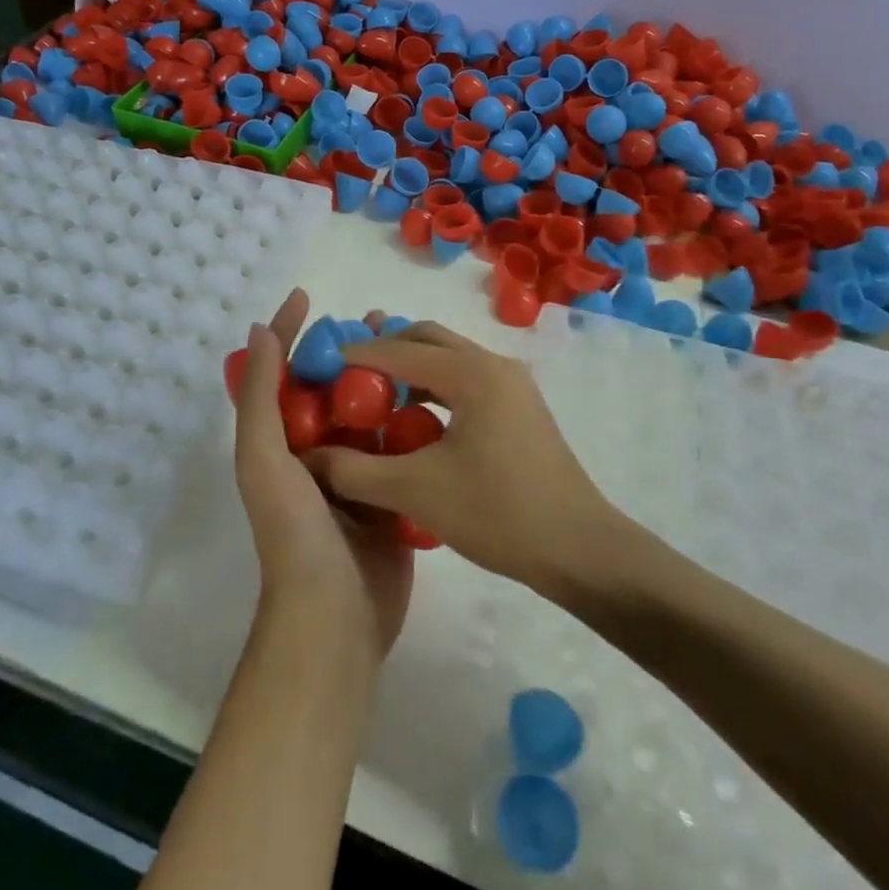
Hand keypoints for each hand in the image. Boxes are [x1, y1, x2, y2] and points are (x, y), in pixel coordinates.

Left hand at [233, 290, 412, 661]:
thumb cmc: (294, 533)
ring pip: (369, 414)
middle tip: (378, 321)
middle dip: (347, 352)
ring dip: (385, 383)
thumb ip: (260, 397)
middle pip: (329, 388)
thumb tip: (259, 331)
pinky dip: (412, 422)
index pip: (280, 373)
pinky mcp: (390, 496)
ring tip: (413, 350)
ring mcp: (354, 475)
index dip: (289, 333)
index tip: (309, 297)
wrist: (336, 619)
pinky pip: (400, 448)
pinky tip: (437, 398)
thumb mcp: (263, 460)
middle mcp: (313, 453)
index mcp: (278, 442)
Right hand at [304, 322, 616, 594]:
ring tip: (370, 392)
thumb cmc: (499, 514)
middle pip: (425, 338)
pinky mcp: (519, 408)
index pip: (397, 350)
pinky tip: (411, 419)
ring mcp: (511, 385)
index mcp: (471, 373)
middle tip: (343, 372)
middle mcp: (493, 365)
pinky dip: (432, 388)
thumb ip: (355, 471)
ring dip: (408, 367)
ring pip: (447, 358)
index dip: (353, 355)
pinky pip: (464, 380)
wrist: (580, 551)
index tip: (317, 368)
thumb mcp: (416, 492)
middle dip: (382, 348)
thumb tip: (308, 459)